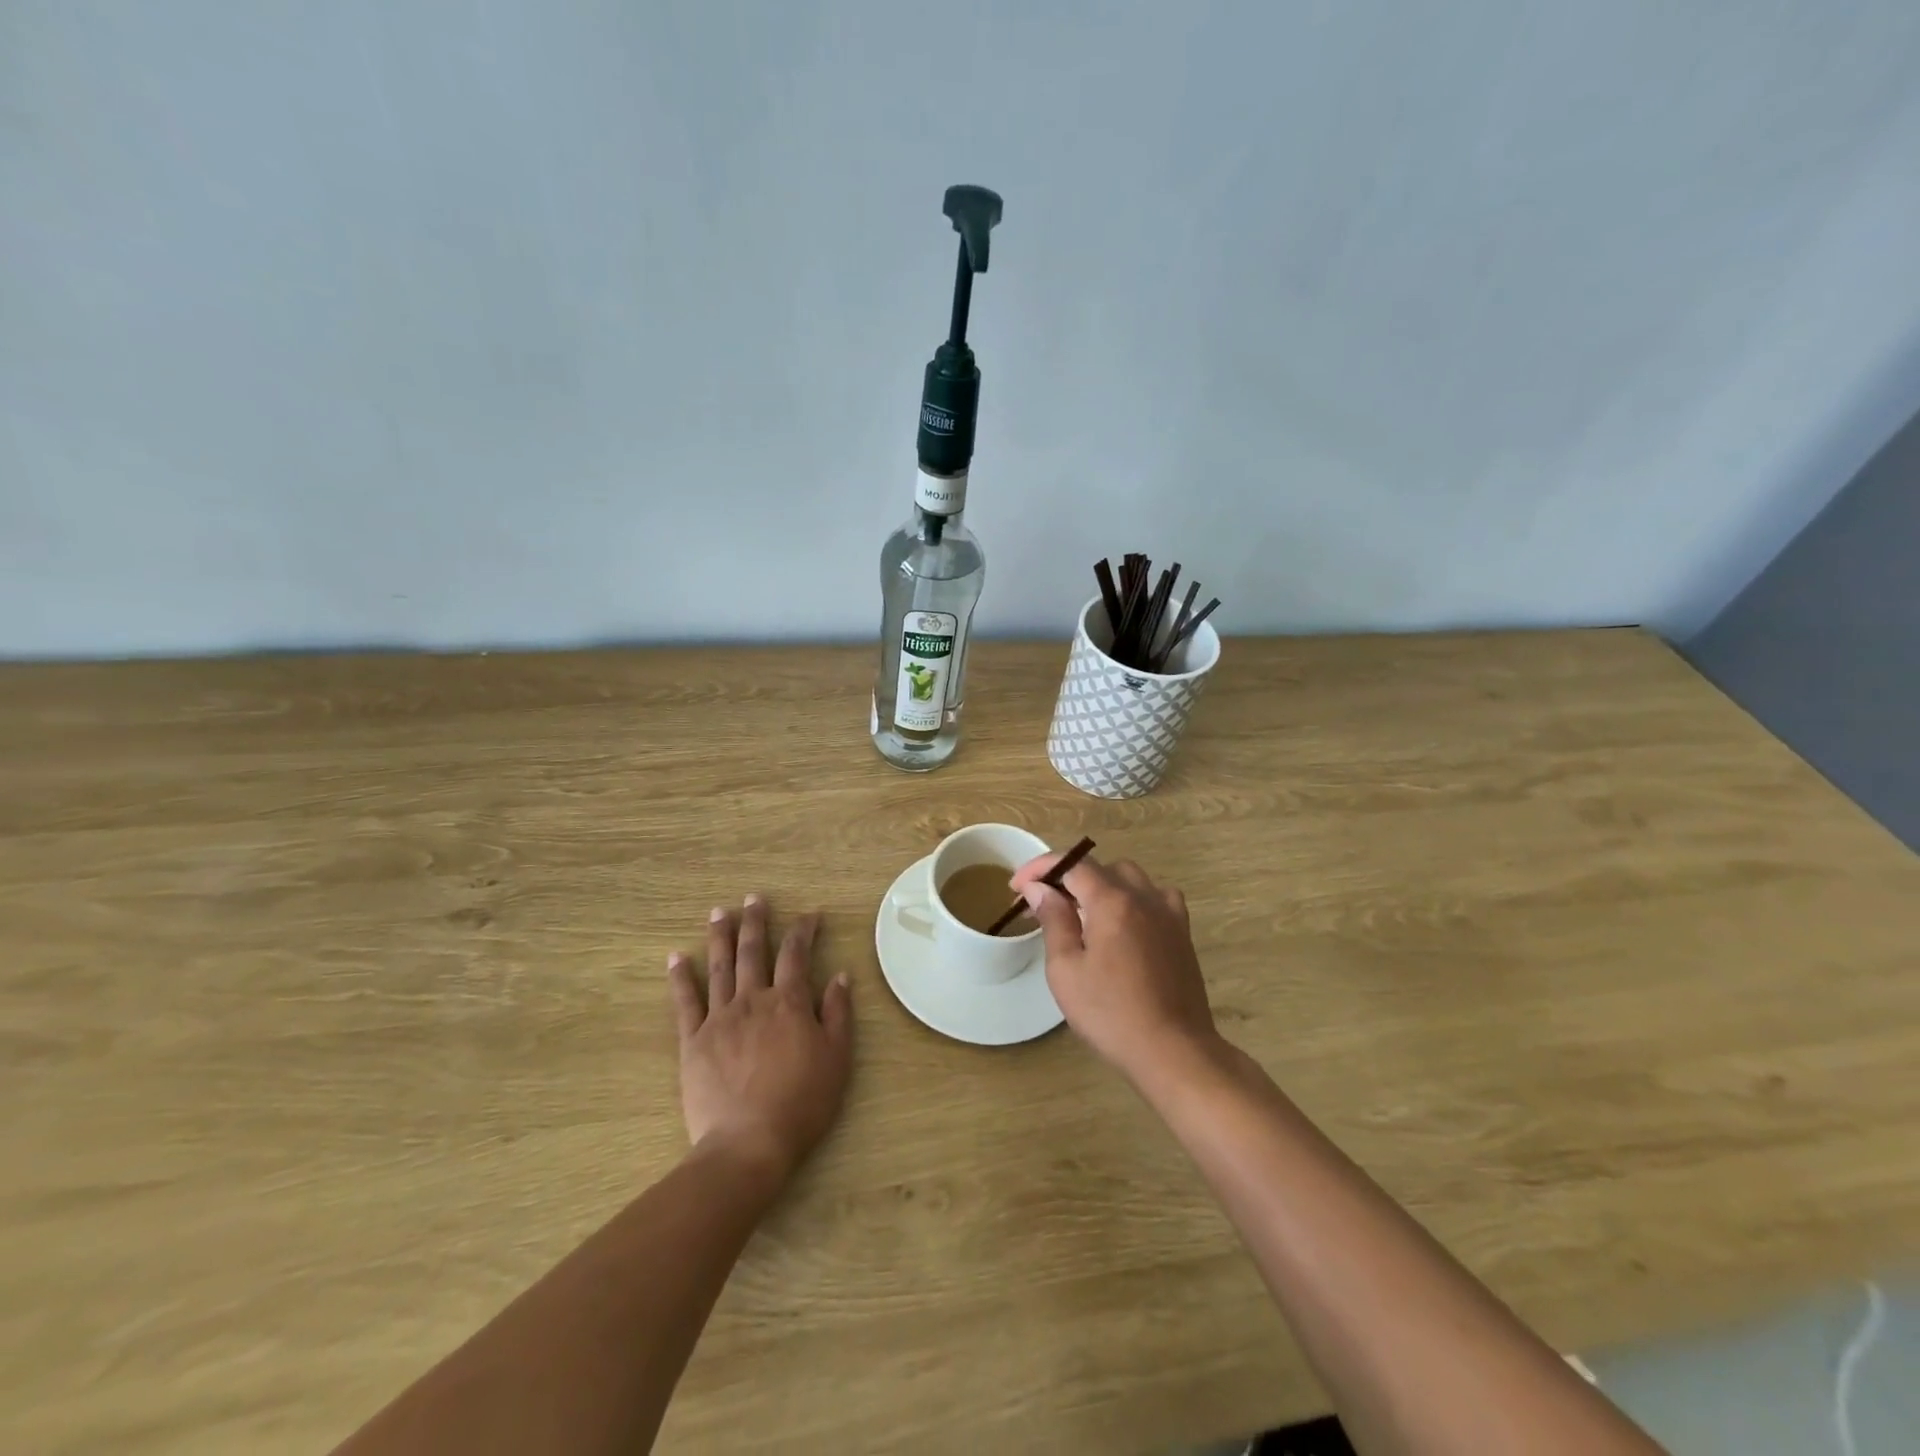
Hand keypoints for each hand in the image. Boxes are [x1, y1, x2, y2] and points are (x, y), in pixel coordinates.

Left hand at [668, 895, 852, 1186]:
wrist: (749, 1143)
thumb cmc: (802, 1102)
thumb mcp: (837, 1058)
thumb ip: (838, 1013)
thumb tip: (841, 975)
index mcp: (790, 1002)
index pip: (797, 953)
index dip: (804, 930)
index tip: (810, 915)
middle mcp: (753, 1000)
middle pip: (754, 951)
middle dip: (756, 921)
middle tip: (754, 897)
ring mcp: (720, 1018)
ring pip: (720, 967)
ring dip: (720, 936)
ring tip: (719, 912)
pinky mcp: (693, 1041)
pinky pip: (685, 1002)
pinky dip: (680, 977)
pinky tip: (676, 957)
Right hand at [1010, 851, 1221, 1084]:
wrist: (1173, 1050)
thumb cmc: (1110, 1013)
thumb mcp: (1066, 969)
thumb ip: (1053, 920)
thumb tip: (1040, 888)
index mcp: (1112, 900)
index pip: (1072, 863)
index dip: (1041, 868)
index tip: (1017, 887)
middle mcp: (1143, 896)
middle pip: (1100, 868)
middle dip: (1067, 878)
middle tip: (1044, 905)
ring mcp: (1168, 913)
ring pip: (1130, 878)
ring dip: (1101, 886)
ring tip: (1082, 913)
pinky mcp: (1182, 932)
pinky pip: (1156, 897)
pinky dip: (1133, 899)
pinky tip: (1124, 923)